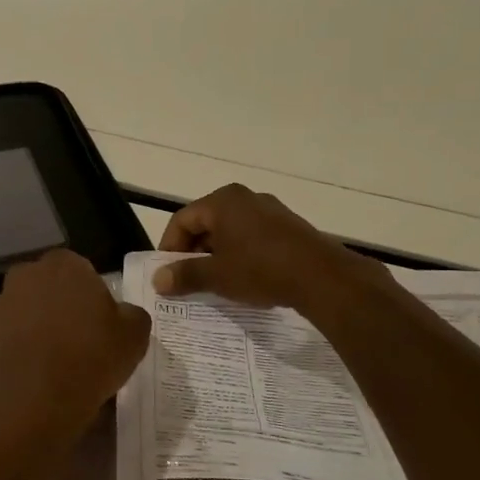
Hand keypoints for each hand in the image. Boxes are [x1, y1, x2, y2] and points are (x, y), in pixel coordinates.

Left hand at [0, 249, 150, 434]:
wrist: (39, 403)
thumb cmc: (92, 357)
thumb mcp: (135, 334)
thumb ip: (131, 313)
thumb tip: (121, 313)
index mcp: (64, 264)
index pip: (82, 270)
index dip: (93, 295)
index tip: (101, 322)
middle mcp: (27, 275)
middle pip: (51, 287)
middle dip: (63, 305)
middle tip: (82, 338)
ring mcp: (2, 305)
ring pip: (29, 310)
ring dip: (41, 325)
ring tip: (59, 359)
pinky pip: (12, 336)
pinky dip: (24, 347)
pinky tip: (39, 372)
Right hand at [155, 184, 391, 317]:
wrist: (322, 278)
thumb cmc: (261, 269)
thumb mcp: (217, 276)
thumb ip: (184, 275)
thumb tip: (157, 280)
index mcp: (222, 201)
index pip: (182, 220)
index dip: (169, 247)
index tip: (167, 274)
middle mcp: (245, 198)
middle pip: (206, 223)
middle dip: (193, 251)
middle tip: (188, 279)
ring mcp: (270, 210)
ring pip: (230, 231)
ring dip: (217, 254)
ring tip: (215, 282)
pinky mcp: (288, 226)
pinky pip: (252, 236)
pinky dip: (240, 254)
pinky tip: (245, 278)